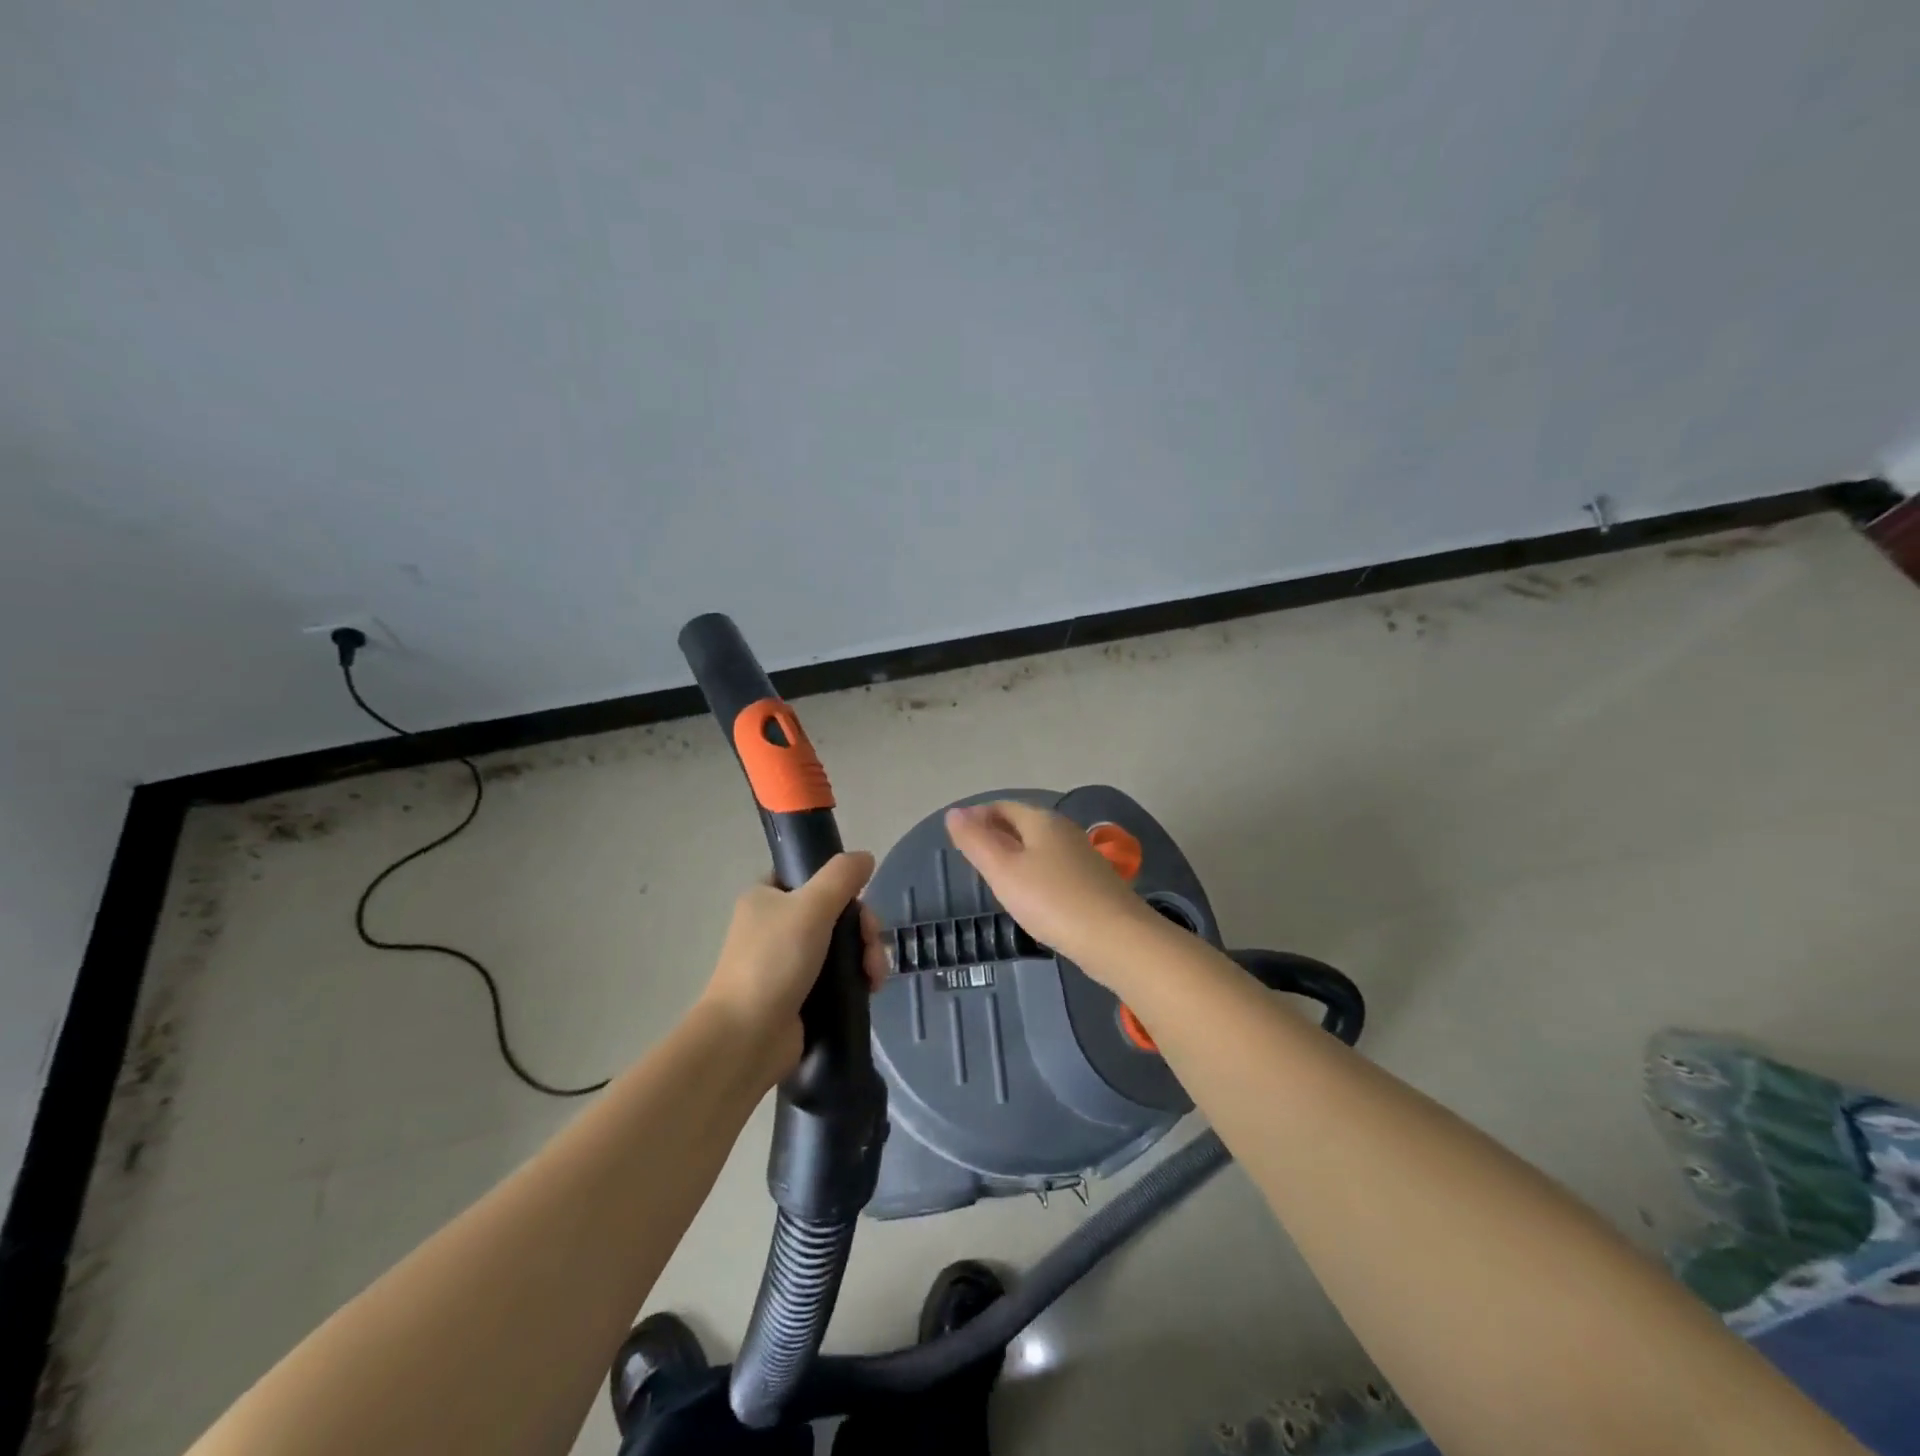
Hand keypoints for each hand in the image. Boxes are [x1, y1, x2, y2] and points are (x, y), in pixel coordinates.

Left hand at [699, 852, 888, 1080]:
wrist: (746, 1038)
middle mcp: (775, 926)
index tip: (858, 902)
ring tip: (874, 976)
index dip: (839, 885)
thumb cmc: (773, 962)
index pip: (809, 876)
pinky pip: (839, 975)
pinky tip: (871, 988)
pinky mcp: (802, 994)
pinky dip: (858, 978)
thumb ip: (841, 876)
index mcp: (766, 898)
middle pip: (834, 912)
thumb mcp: (810, 907)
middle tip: (870, 945)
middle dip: (862, 928)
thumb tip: (865, 857)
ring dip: (866, 954)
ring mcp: (788, 962)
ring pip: (841, 944)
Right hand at [945, 802, 1156, 977]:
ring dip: (1017, 855)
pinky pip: (1055, 868)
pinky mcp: (1093, 881)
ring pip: (1040, 847)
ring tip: (997, 879)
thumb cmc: (1051, 900)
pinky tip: (1031, 897)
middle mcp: (1064, 830)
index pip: (1002, 807)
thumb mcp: (1002, 870)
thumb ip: (975, 840)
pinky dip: (1036, 874)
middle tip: (973, 859)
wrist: (1116, 938)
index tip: (959, 839)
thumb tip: (954, 812)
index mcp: (1041, 820)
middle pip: (1023, 824)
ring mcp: (1083, 855)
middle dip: (997, 835)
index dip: (977, 817)